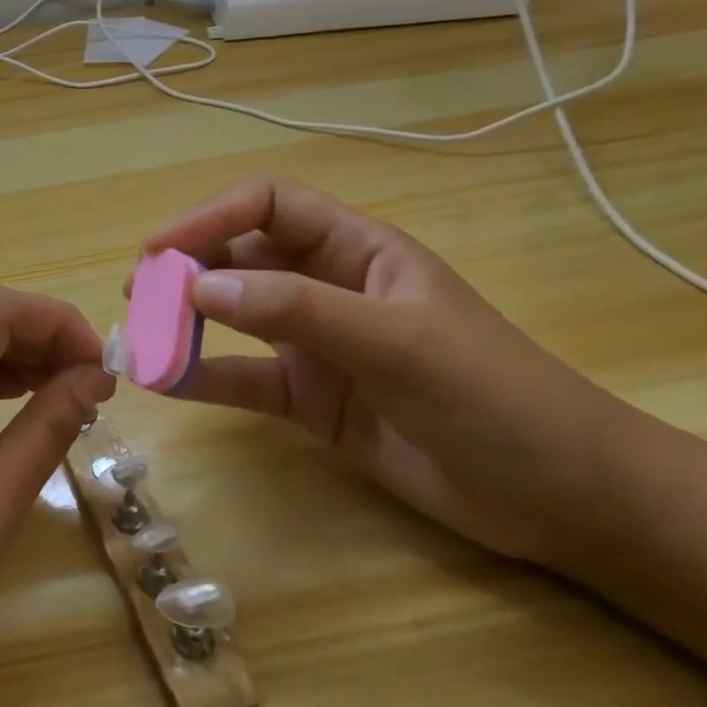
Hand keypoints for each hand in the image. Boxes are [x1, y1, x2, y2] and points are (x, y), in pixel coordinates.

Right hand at [145, 179, 639, 562]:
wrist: (565, 501)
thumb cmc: (496, 396)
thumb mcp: (397, 342)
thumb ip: (298, 310)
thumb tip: (199, 286)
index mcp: (357, 250)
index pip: (269, 206)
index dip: (212, 216)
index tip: (161, 247)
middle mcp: (328, 287)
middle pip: (241, 257)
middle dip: (188, 267)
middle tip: (141, 292)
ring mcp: (317, 345)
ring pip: (234, 317)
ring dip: (187, 320)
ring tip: (140, 331)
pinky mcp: (311, 399)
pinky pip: (244, 378)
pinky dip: (203, 376)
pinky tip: (166, 381)